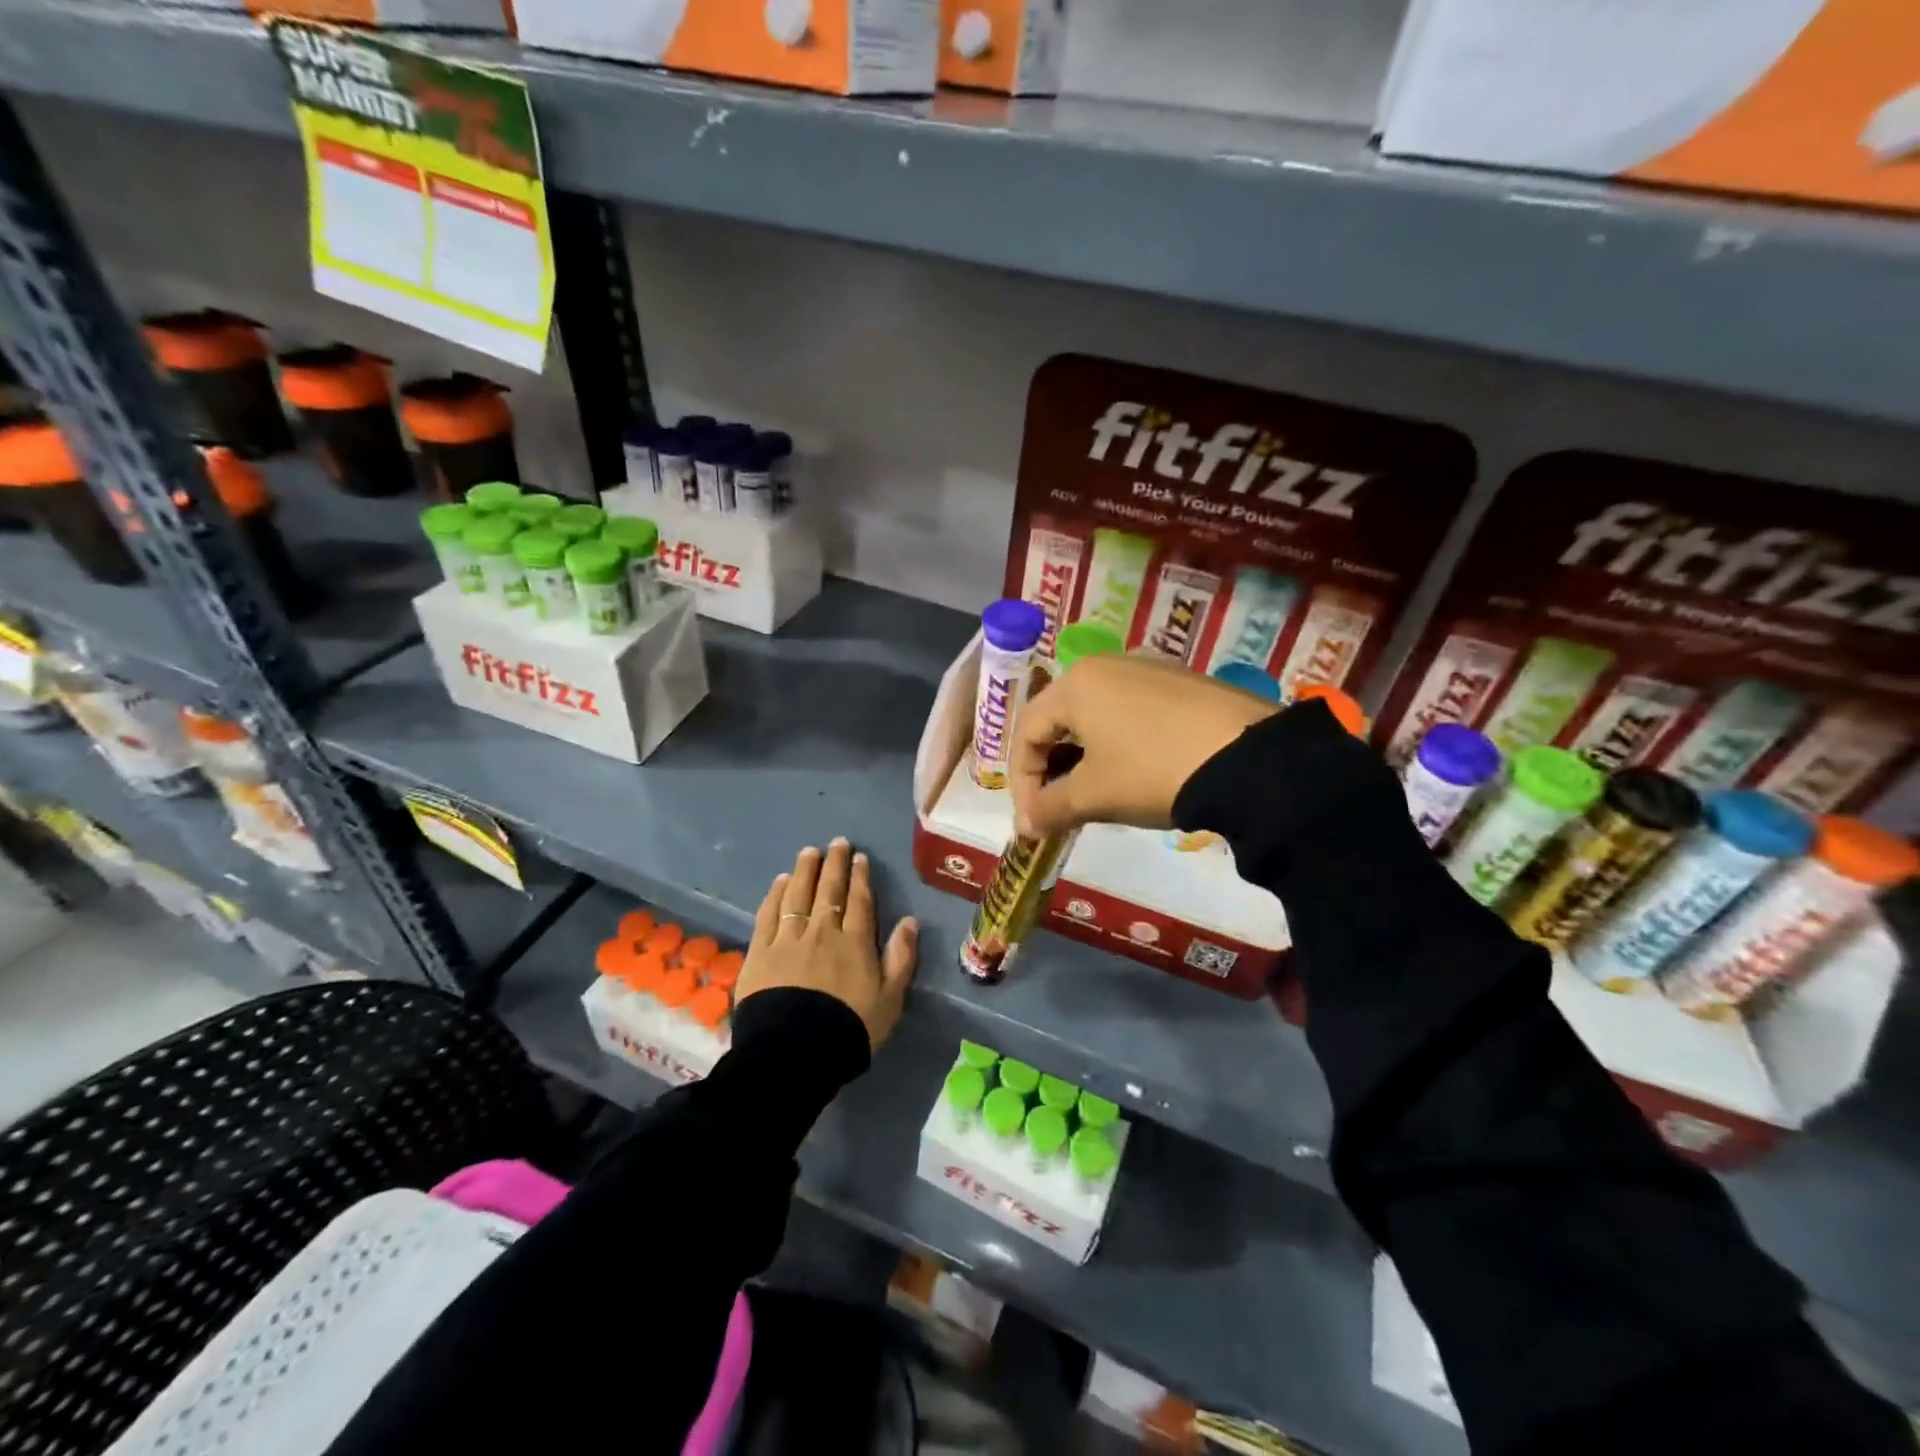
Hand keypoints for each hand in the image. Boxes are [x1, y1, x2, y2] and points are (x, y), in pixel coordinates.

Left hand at [738, 838, 918, 1050]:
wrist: (795, 1052)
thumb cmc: (850, 1028)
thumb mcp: (890, 998)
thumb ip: (901, 957)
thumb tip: (909, 920)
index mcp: (855, 942)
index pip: (859, 901)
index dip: (860, 877)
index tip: (859, 857)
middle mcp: (822, 932)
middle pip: (829, 891)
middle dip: (834, 864)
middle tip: (836, 843)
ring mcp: (788, 939)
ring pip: (798, 895)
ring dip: (805, 871)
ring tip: (809, 852)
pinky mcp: (760, 952)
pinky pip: (769, 914)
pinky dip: (776, 894)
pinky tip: (780, 881)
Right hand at [1010, 653, 1277, 837]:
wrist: (1250, 759)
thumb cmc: (1153, 772)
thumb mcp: (1094, 795)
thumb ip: (1049, 809)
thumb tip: (1024, 827)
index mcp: (1076, 684)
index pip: (1027, 731)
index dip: (1022, 781)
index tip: (1033, 820)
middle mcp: (1107, 665)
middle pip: (1059, 718)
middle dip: (1052, 768)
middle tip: (1059, 808)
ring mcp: (1149, 668)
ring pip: (1097, 714)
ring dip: (1085, 757)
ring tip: (1095, 794)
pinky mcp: (1183, 681)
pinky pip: (1132, 710)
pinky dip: (1119, 743)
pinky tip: (1136, 772)